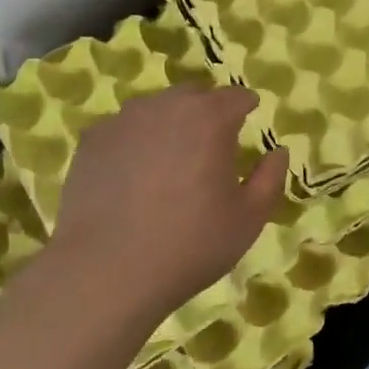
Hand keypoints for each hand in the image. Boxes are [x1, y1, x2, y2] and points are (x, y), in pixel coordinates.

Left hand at [45, 84, 287, 326]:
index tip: (248, 123)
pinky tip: (131, 177)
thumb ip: (270, 178)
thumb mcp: (248, 219)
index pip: (236, 97)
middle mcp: (166, 106)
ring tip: (168, 163)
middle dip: (206, 113)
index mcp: (210, 118)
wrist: (104, 271)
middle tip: (209, 149)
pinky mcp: (91, 141)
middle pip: (194, 96)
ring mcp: (123, 120)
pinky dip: (134, 143)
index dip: (246, 108)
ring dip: (169, 125)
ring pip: (156, 109)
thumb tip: (278, 151)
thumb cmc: (189, 244)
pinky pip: (123, 130)